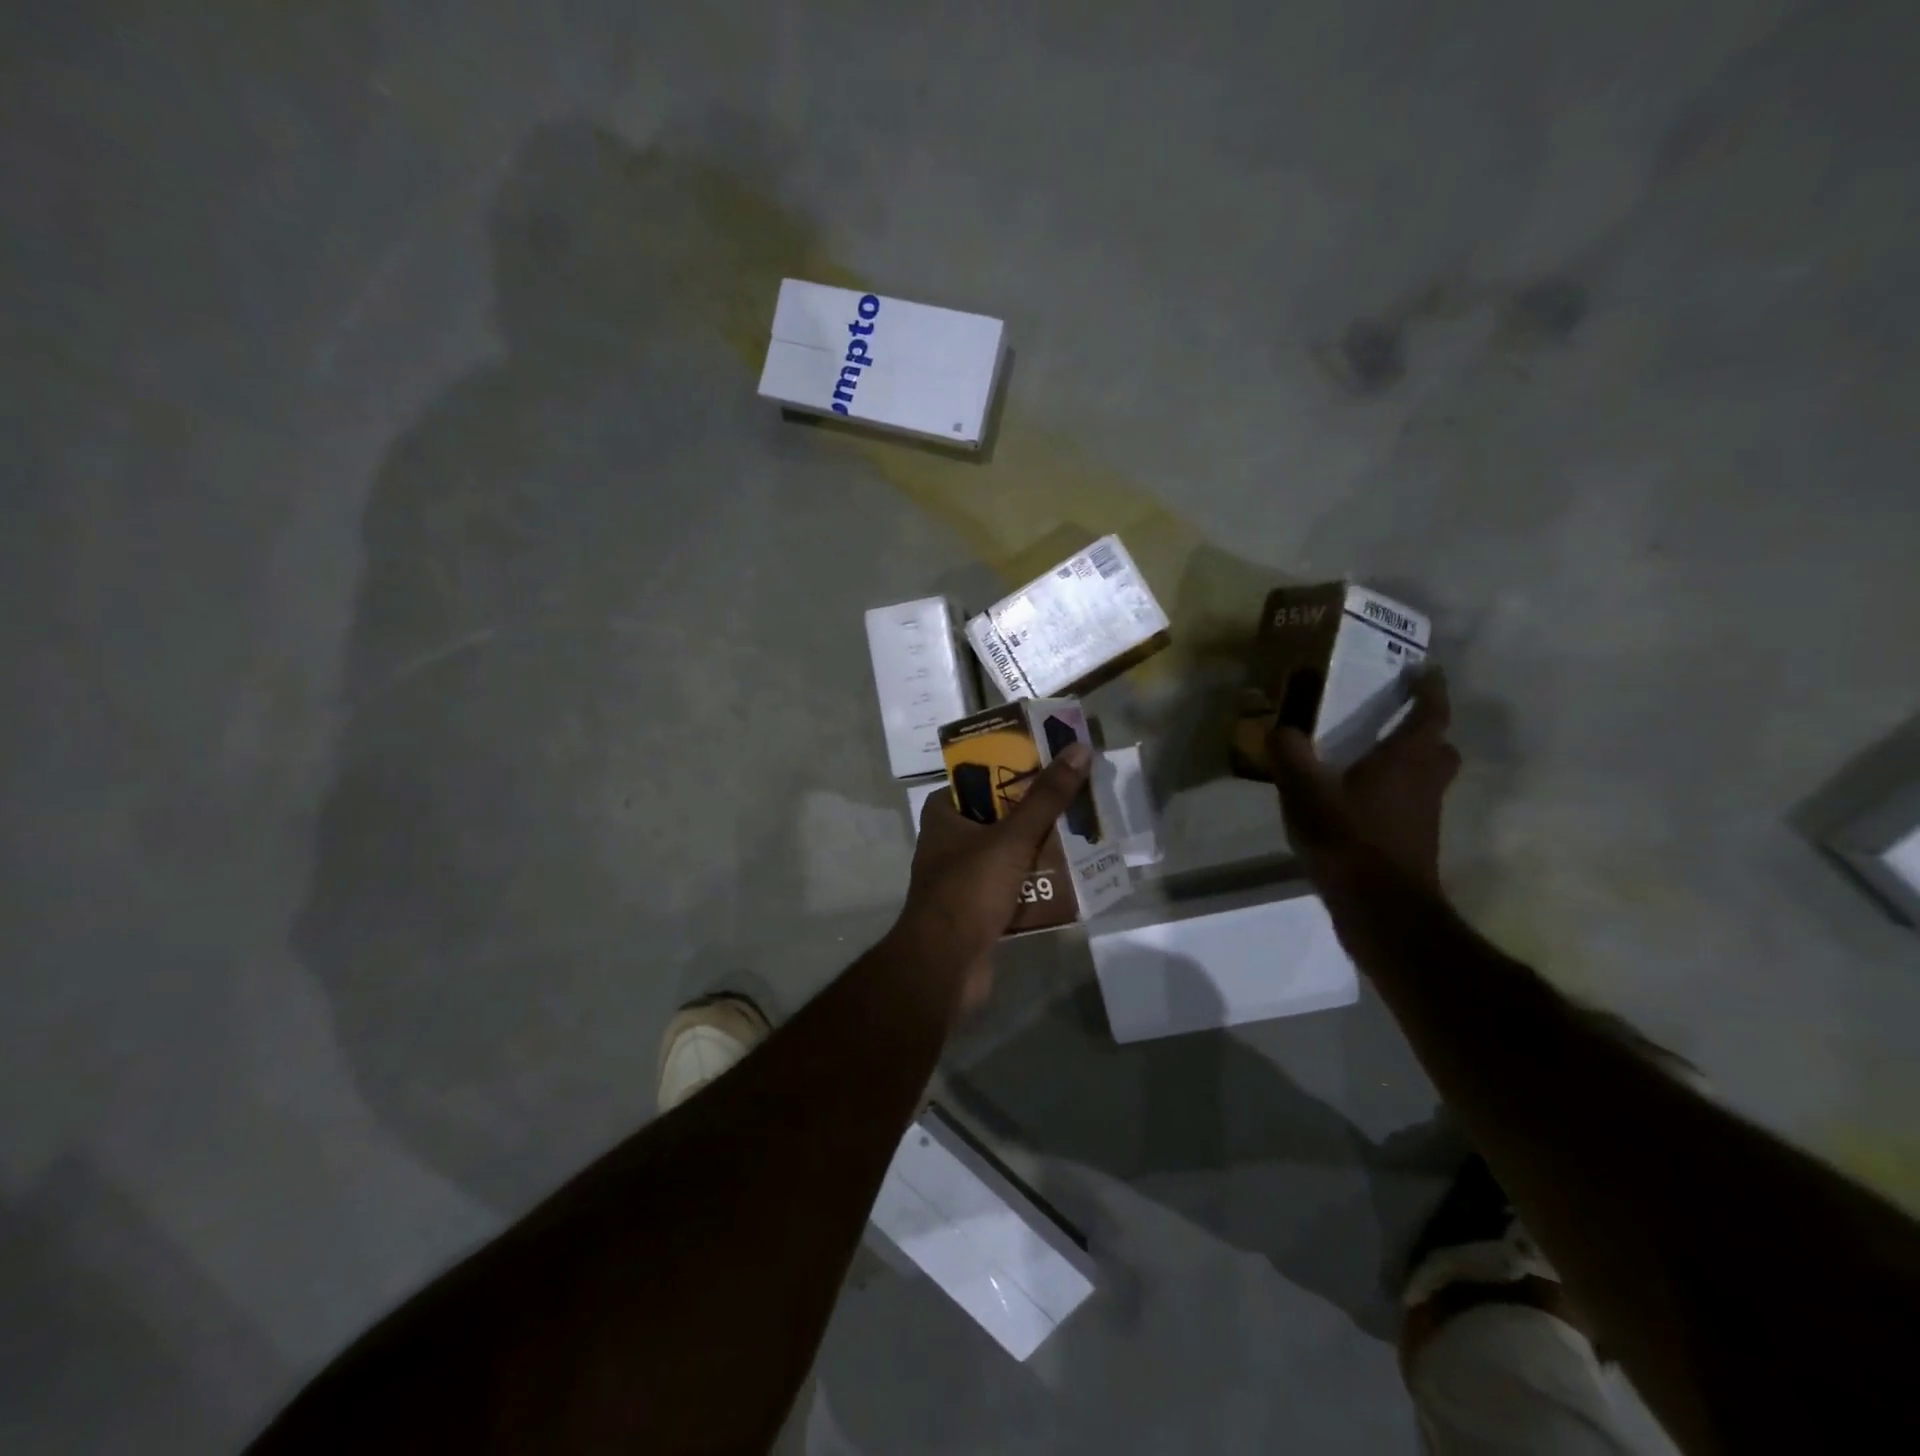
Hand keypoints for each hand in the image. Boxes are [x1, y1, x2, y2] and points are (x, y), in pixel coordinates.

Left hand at [898, 743, 1092, 1012]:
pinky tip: (1072, 876)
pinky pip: (1013, 884)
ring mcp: (963, 875)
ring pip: (1010, 850)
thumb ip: (1046, 797)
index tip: (1057, 763)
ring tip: (1084, 833)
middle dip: (1039, 811)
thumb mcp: (1012, 837)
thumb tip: (1078, 749)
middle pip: (1001, 814)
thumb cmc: (969, 889)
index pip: (983, 777)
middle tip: (1079, 798)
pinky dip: (1037, 880)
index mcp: (944, 813)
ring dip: (1042, 847)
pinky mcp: (978, 906)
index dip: (1018, 768)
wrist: (944, 965)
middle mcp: (949, 839)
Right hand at [1268, 669, 1459, 888]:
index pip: (1430, 713)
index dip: (1430, 689)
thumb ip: (1290, 754)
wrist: (1381, 908)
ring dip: (1410, 764)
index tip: (1425, 670)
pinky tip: (1357, 803)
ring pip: (1428, 778)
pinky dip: (1393, 795)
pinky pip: (1411, 804)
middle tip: (1395, 719)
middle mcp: (1424, 782)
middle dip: (1425, 730)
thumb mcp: (1305, 791)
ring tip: (1370, 760)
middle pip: (1439, 748)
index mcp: (1406, 759)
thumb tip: (1280, 726)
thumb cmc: (1348, 839)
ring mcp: (1424, 815)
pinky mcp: (1415, 842)